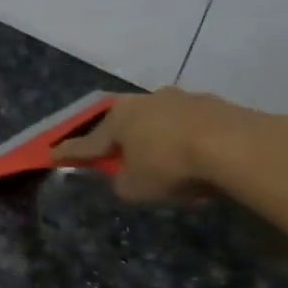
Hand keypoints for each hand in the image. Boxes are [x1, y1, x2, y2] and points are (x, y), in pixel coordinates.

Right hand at [52, 87, 287, 202]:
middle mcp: (148, 101)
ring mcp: (184, 99)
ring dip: (159, 139)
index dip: (70, 152)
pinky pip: (192, 127)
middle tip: (116, 154)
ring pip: (162, 122)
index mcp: (120, 119)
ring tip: (166, 163)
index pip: (88, 141)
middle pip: (126, 123)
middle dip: (120, 138)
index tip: (50, 153)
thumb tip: (126, 177)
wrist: (237, 147)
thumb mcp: (135, 188)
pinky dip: (189, 142)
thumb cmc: (171, 166)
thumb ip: (122, 182)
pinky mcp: (217, 106)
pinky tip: (198, 160)